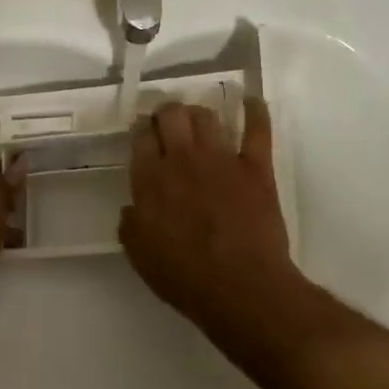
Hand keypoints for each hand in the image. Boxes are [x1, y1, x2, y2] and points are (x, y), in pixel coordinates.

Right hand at [120, 98, 301, 343]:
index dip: (141, 132)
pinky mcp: (255, 166)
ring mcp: (221, 159)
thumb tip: (132, 209)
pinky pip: (257, 128)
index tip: (143, 136)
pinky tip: (250, 102)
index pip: (141, 137)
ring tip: (198, 123)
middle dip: (166, 113)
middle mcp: (182, 159)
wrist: (240, 287)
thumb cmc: (184, 277)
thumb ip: (131, 225)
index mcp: (150, 179)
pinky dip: (254, 110)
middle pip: (171, 114)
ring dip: (198, 114)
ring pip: (206, 115)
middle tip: (167, 126)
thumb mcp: (140, 255)